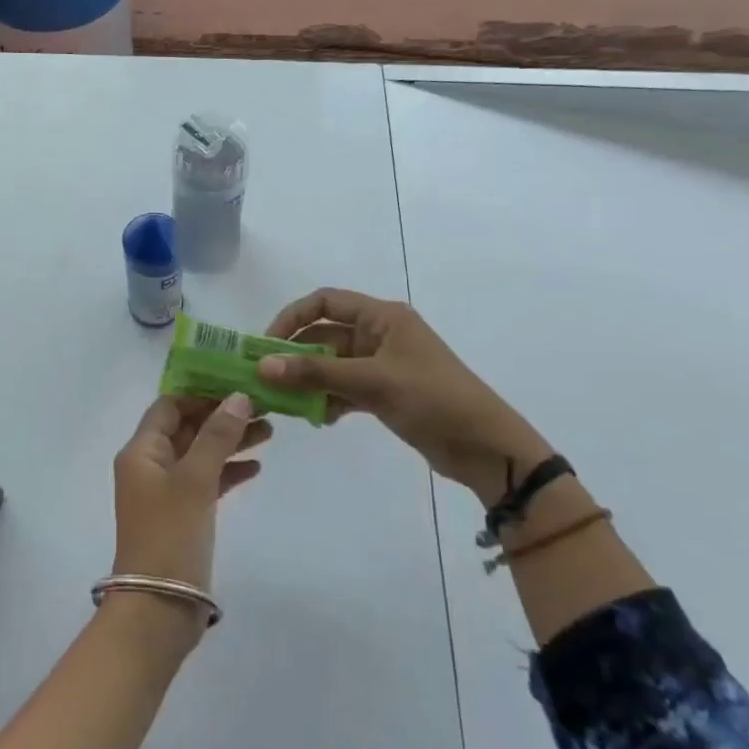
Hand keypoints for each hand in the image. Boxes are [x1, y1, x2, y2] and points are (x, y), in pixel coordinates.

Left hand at [111, 395, 269, 592]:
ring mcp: (166, 491)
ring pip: (200, 454)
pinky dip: (228, 471)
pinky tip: (257, 466)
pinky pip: (206, 481)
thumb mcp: (195, 480)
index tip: (237, 382)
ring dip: (230, 441)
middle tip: (264, 405)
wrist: (158, 608)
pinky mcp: (182, 514)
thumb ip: (217, 436)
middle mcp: (149, 465)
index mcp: (141, 450)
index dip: (200, 392)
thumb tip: (238, 397)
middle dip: (222, 415)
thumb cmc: (171, 535)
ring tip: (270, 431)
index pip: (169, 406)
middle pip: (187, 427)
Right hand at [258, 288, 549, 504]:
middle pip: (324, 335)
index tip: (266, 345)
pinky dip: (329, 400)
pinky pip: (345, 388)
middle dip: (295, 356)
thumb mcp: (372, 382)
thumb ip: (315, 374)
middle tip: (265, 380)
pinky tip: (320, 419)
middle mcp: (380, 334)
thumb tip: (263, 366)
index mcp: (382, 317)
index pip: (325, 302)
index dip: (292, 317)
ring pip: (332, 365)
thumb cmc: (432, 399)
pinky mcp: (386, 392)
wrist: (486, 446)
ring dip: (309, 382)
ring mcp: (383, 364)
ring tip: (286, 404)